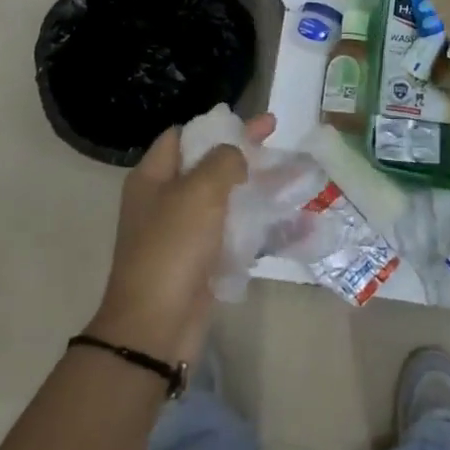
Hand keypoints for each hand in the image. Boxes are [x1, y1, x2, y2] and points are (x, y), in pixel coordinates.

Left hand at [86, 114, 274, 366]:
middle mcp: (166, 200)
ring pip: (227, 198)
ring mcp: (184, 232)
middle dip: (245, 151)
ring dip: (259, 186)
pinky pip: (235, 231)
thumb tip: (236, 156)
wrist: (156, 327)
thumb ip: (223, 160)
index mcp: (153, 178)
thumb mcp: (199, 191)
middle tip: (278, 137)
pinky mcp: (202, 260)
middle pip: (209, 164)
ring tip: (296, 176)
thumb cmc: (172, 247)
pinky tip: (291, 218)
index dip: (216, 125)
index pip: (182, 136)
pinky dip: (260, 221)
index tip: (250, 122)